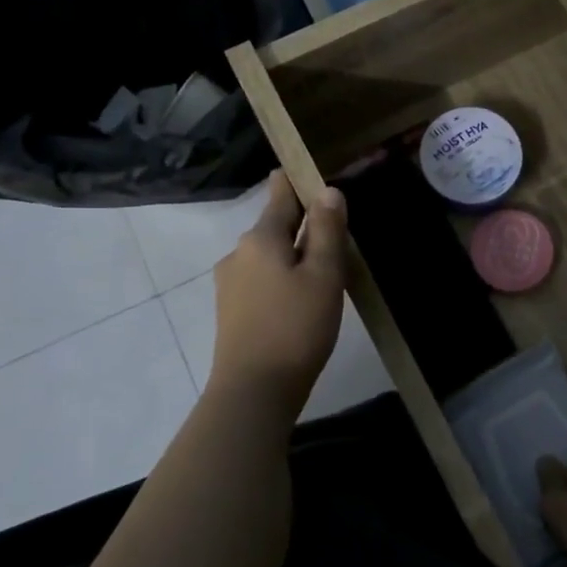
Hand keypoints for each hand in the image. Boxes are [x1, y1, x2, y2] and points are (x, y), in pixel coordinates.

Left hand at [207, 172, 347, 408]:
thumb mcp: (323, 275)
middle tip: (337, 234)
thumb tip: (328, 191)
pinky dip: (282, 279)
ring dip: (293, 256)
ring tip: (324, 271)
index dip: (299, 182)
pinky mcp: (231, 310)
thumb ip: (327, 230)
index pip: (280, 194)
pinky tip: (301, 300)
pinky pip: (261, 280)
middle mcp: (238, 253)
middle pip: (275, 226)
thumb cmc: (296, 327)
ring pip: (269, 256)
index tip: (317, 176)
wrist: (254, 390)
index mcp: (260, 238)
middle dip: (303, 225)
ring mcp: (230, 283)